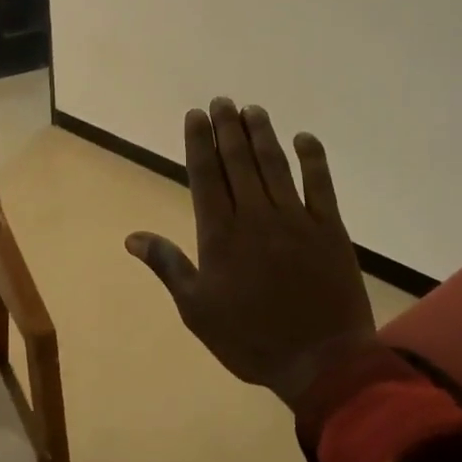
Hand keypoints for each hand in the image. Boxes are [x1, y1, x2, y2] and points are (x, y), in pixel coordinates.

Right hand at [127, 99, 375, 409]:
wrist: (320, 361)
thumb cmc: (250, 339)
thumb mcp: (197, 310)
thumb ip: (168, 266)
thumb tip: (132, 237)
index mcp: (220, 235)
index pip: (206, 176)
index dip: (200, 142)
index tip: (196, 116)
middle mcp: (256, 216)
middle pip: (238, 162)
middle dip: (228, 128)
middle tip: (223, 101)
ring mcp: (296, 219)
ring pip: (275, 166)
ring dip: (263, 135)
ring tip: (253, 110)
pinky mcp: (330, 228)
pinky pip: (321, 185)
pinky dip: (313, 159)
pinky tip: (304, 139)